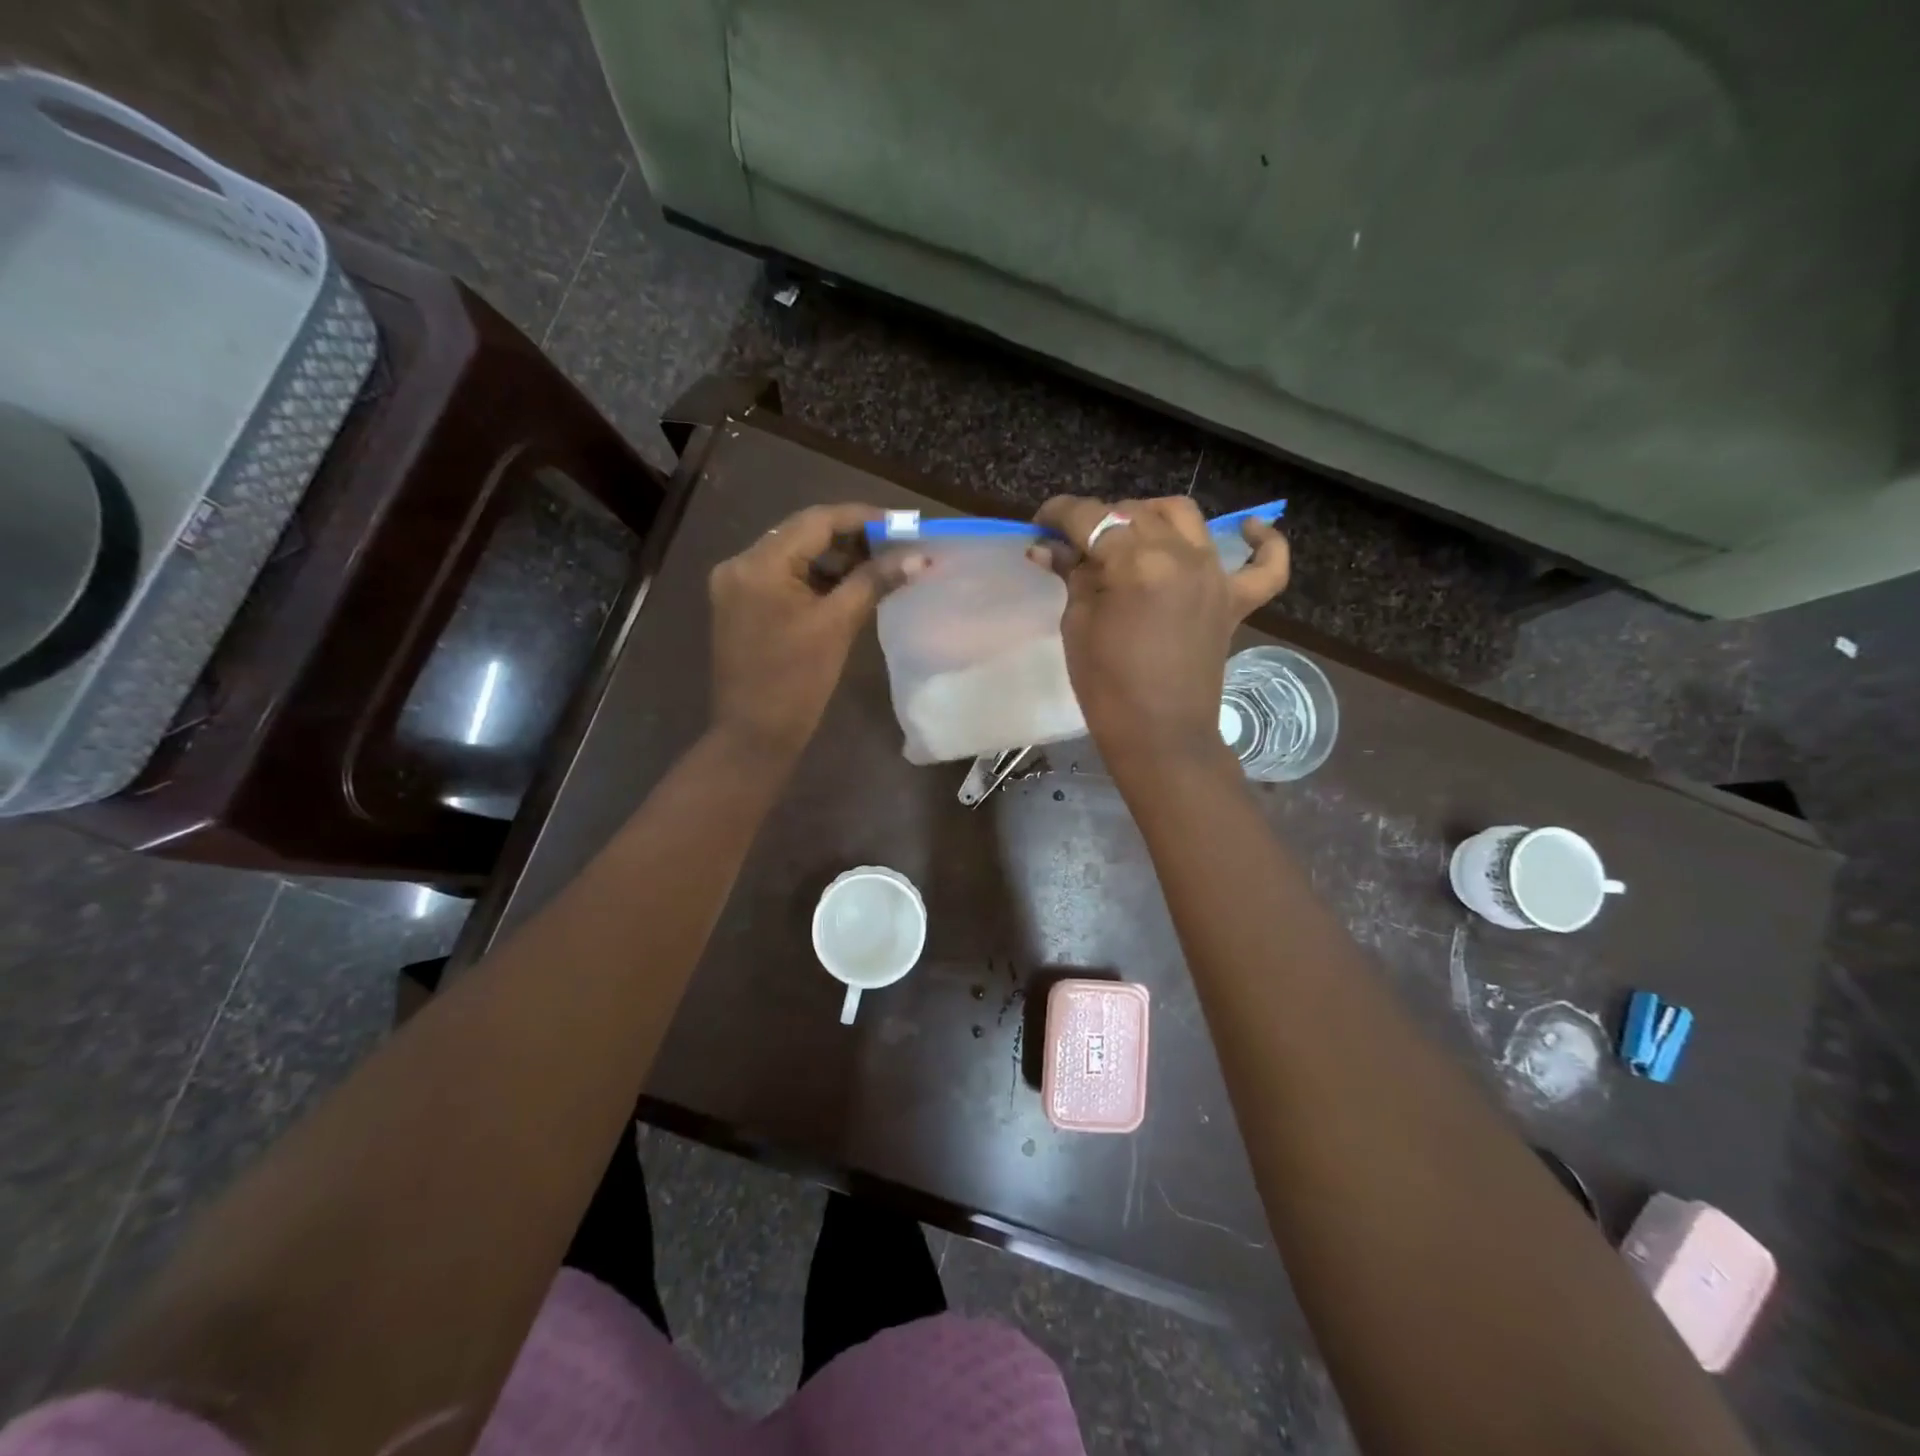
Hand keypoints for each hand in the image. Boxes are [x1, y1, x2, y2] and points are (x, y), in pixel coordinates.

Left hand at [707, 503, 923, 757]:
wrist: (754, 736)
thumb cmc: (796, 683)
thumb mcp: (837, 626)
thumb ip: (875, 581)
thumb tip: (918, 556)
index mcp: (758, 564)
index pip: (815, 521)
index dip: (861, 518)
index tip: (900, 523)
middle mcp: (739, 565)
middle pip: (801, 535)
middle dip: (849, 538)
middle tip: (893, 546)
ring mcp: (735, 586)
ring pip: (792, 556)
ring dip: (833, 559)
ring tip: (877, 567)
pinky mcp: (740, 606)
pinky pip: (782, 579)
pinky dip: (814, 580)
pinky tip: (846, 588)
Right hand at [1031, 495, 1289, 765]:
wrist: (1159, 737)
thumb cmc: (1107, 688)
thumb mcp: (1077, 627)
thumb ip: (1072, 576)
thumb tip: (1048, 546)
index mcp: (1133, 563)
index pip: (1089, 518)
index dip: (1057, 515)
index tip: (1039, 527)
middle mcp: (1180, 555)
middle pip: (1133, 512)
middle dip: (1098, 521)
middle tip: (1075, 548)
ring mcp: (1214, 576)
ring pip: (1184, 517)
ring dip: (1152, 516)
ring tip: (1132, 536)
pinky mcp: (1236, 600)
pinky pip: (1266, 564)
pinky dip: (1264, 542)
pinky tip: (1252, 529)